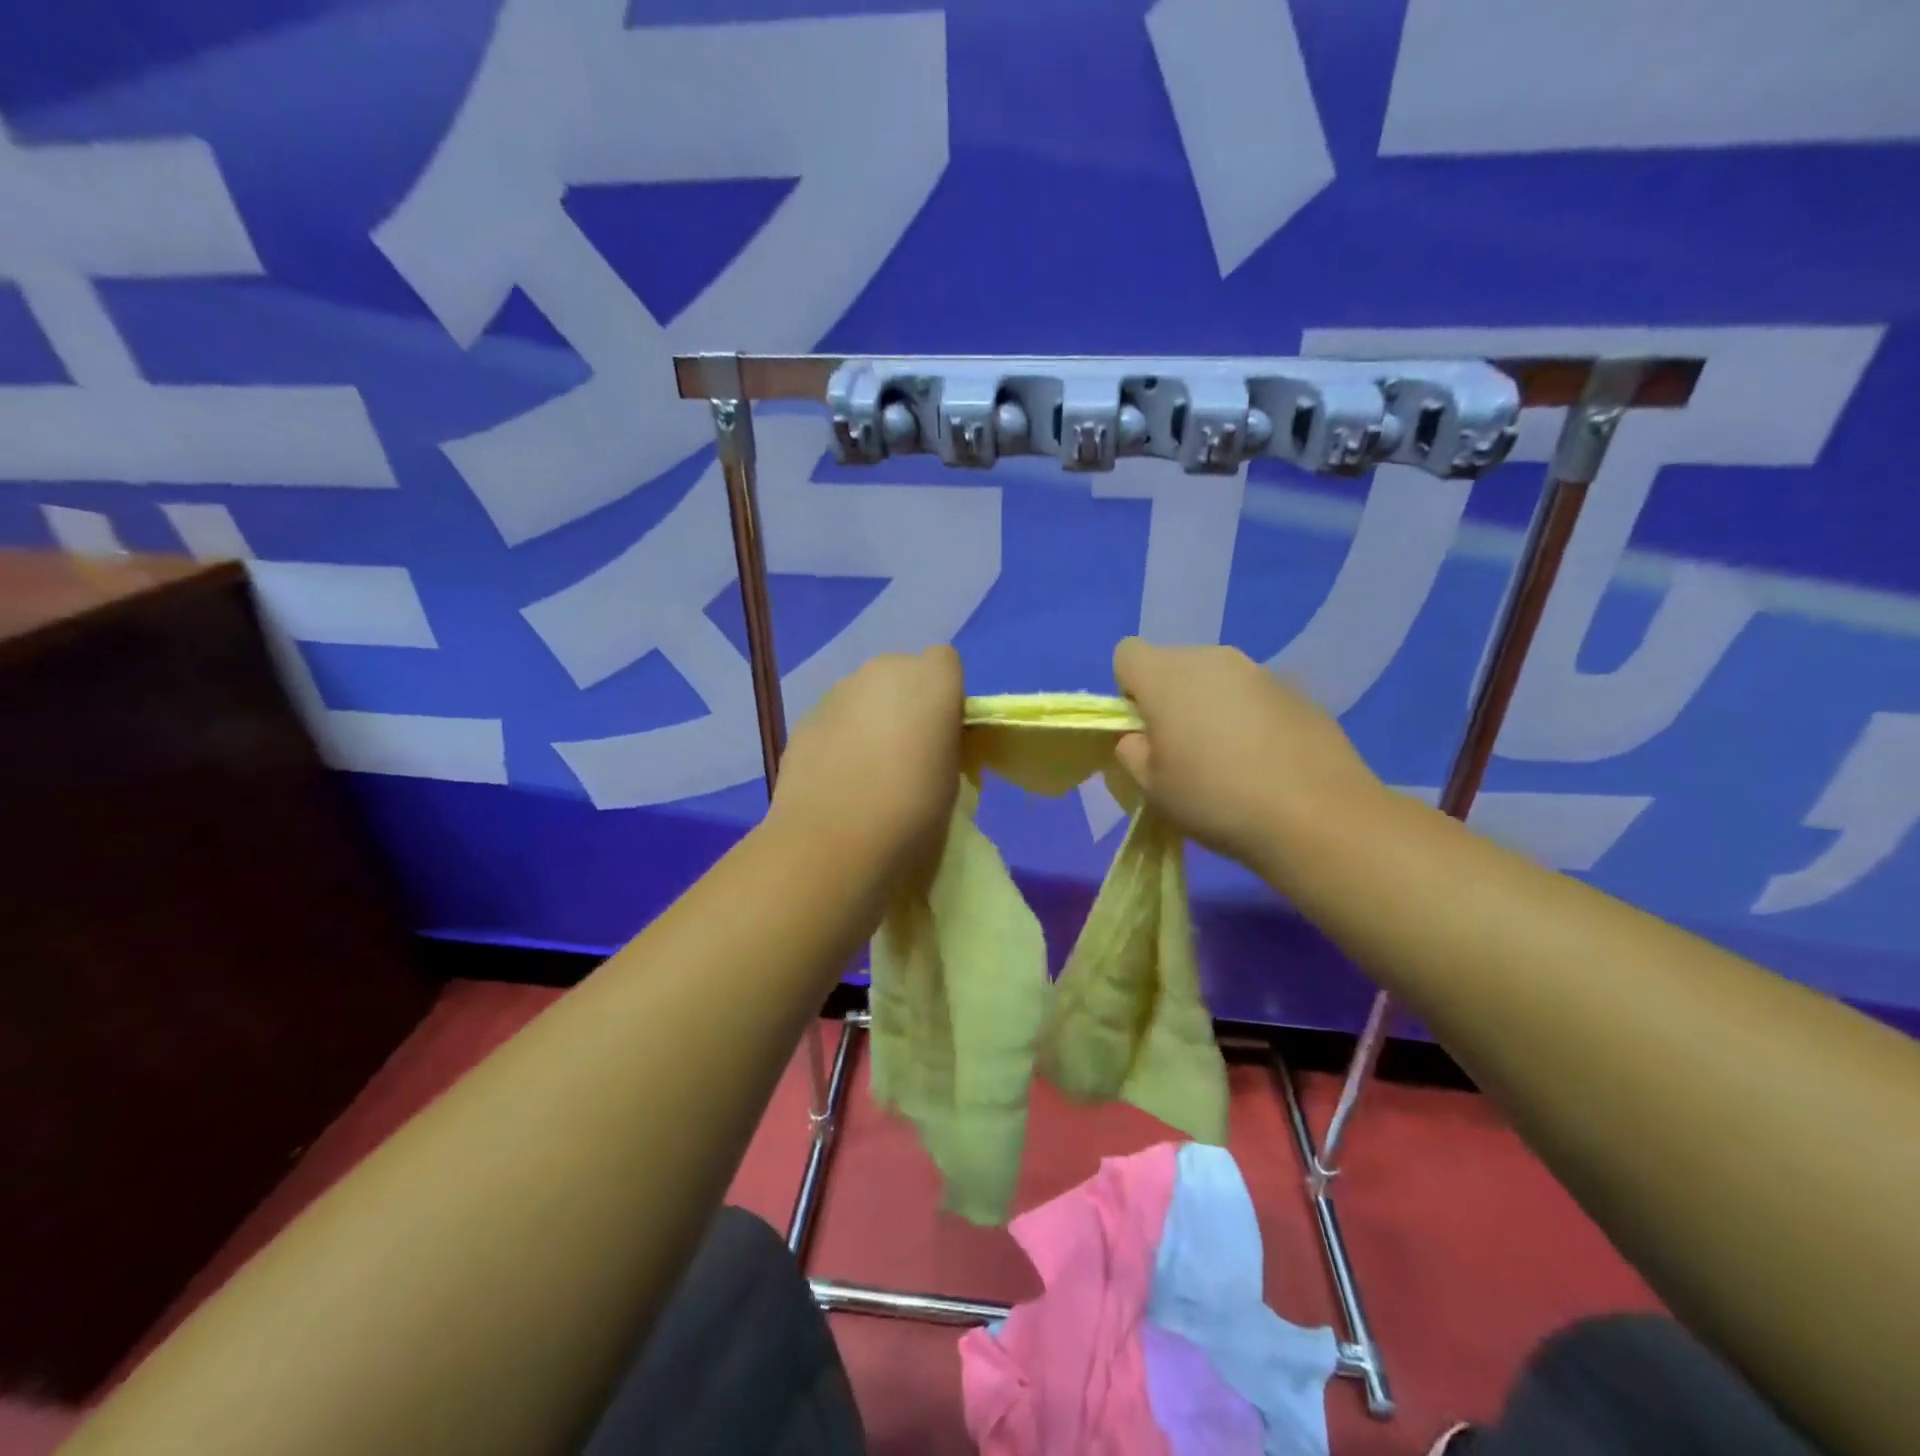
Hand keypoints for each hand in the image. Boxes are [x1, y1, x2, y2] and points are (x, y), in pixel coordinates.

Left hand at [769, 645, 963, 873]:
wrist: (833, 844)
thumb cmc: (913, 814)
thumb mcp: (954, 781)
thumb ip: (945, 746)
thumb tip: (929, 746)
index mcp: (931, 680)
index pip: (946, 662)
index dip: (946, 696)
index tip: (945, 735)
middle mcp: (882, 672)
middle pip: (901, 673)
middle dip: (906, 703)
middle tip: (908, 754)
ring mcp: (837, 693)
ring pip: (863, 695)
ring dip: (870, 719)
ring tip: (867, 773)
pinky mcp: (803, 720)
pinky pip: (833, 720)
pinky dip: (838, 739)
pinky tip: (837, 781)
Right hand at [1111, 639, 1383, 867]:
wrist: (1318, 817)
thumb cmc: (1216, 799)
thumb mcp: (1151, 788)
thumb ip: (1133, 751)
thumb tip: (1142, 736)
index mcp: (1168, 675)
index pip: (1127, 654)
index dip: (1127, 691)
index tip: (1145, 731)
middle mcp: (1214, 658)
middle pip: (1174, 664)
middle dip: (1170, 699)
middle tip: (1184, 752)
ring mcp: (1261, 672)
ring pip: (1217, 680)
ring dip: (1211, 708)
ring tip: (1230, 761)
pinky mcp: (1300, 692)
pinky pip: (1255, 697)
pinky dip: (1251, 719)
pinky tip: (1267, 763)